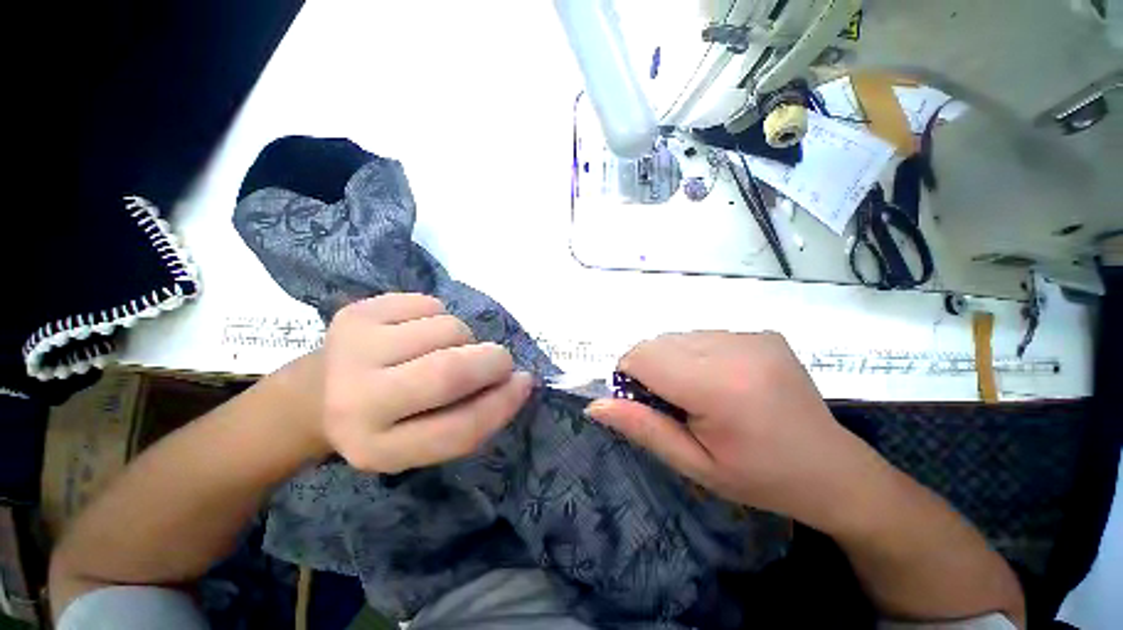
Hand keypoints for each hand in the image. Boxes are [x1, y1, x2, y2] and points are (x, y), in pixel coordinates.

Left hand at [322, 294, 531, 472]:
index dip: (503, 404)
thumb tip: (519, 380)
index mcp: (379, 449)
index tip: (524, 383)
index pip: (459, 429)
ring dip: (465, 338)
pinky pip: (430, 304)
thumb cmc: (386, 420)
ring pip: (449, 328)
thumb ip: (473, 416)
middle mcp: (357, 402)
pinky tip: (419, 332)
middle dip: (493, 360)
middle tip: (498, 360)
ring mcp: (352, 349)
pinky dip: (441, 316)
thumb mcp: (425, 438)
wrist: (317, 394)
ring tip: (445, 349)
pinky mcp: (355, 312)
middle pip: (451, 372)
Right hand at [586, 331, 882, 532]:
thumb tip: (594, 405)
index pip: (644, 356)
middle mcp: (736, 348)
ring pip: (678, 336)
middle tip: (671, 404)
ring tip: (698, 394)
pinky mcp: (762, 333)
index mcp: (720, 386)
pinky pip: (703, 336)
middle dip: (649, 369)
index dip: (629, 375)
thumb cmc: (760, 478)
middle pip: (659, 342)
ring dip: (672, 361)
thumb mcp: (695, 465)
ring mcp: (752, 336)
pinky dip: (695, 355)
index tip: (640, 402)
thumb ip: (642, 428)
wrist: (833, 470)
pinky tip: (719, 382)